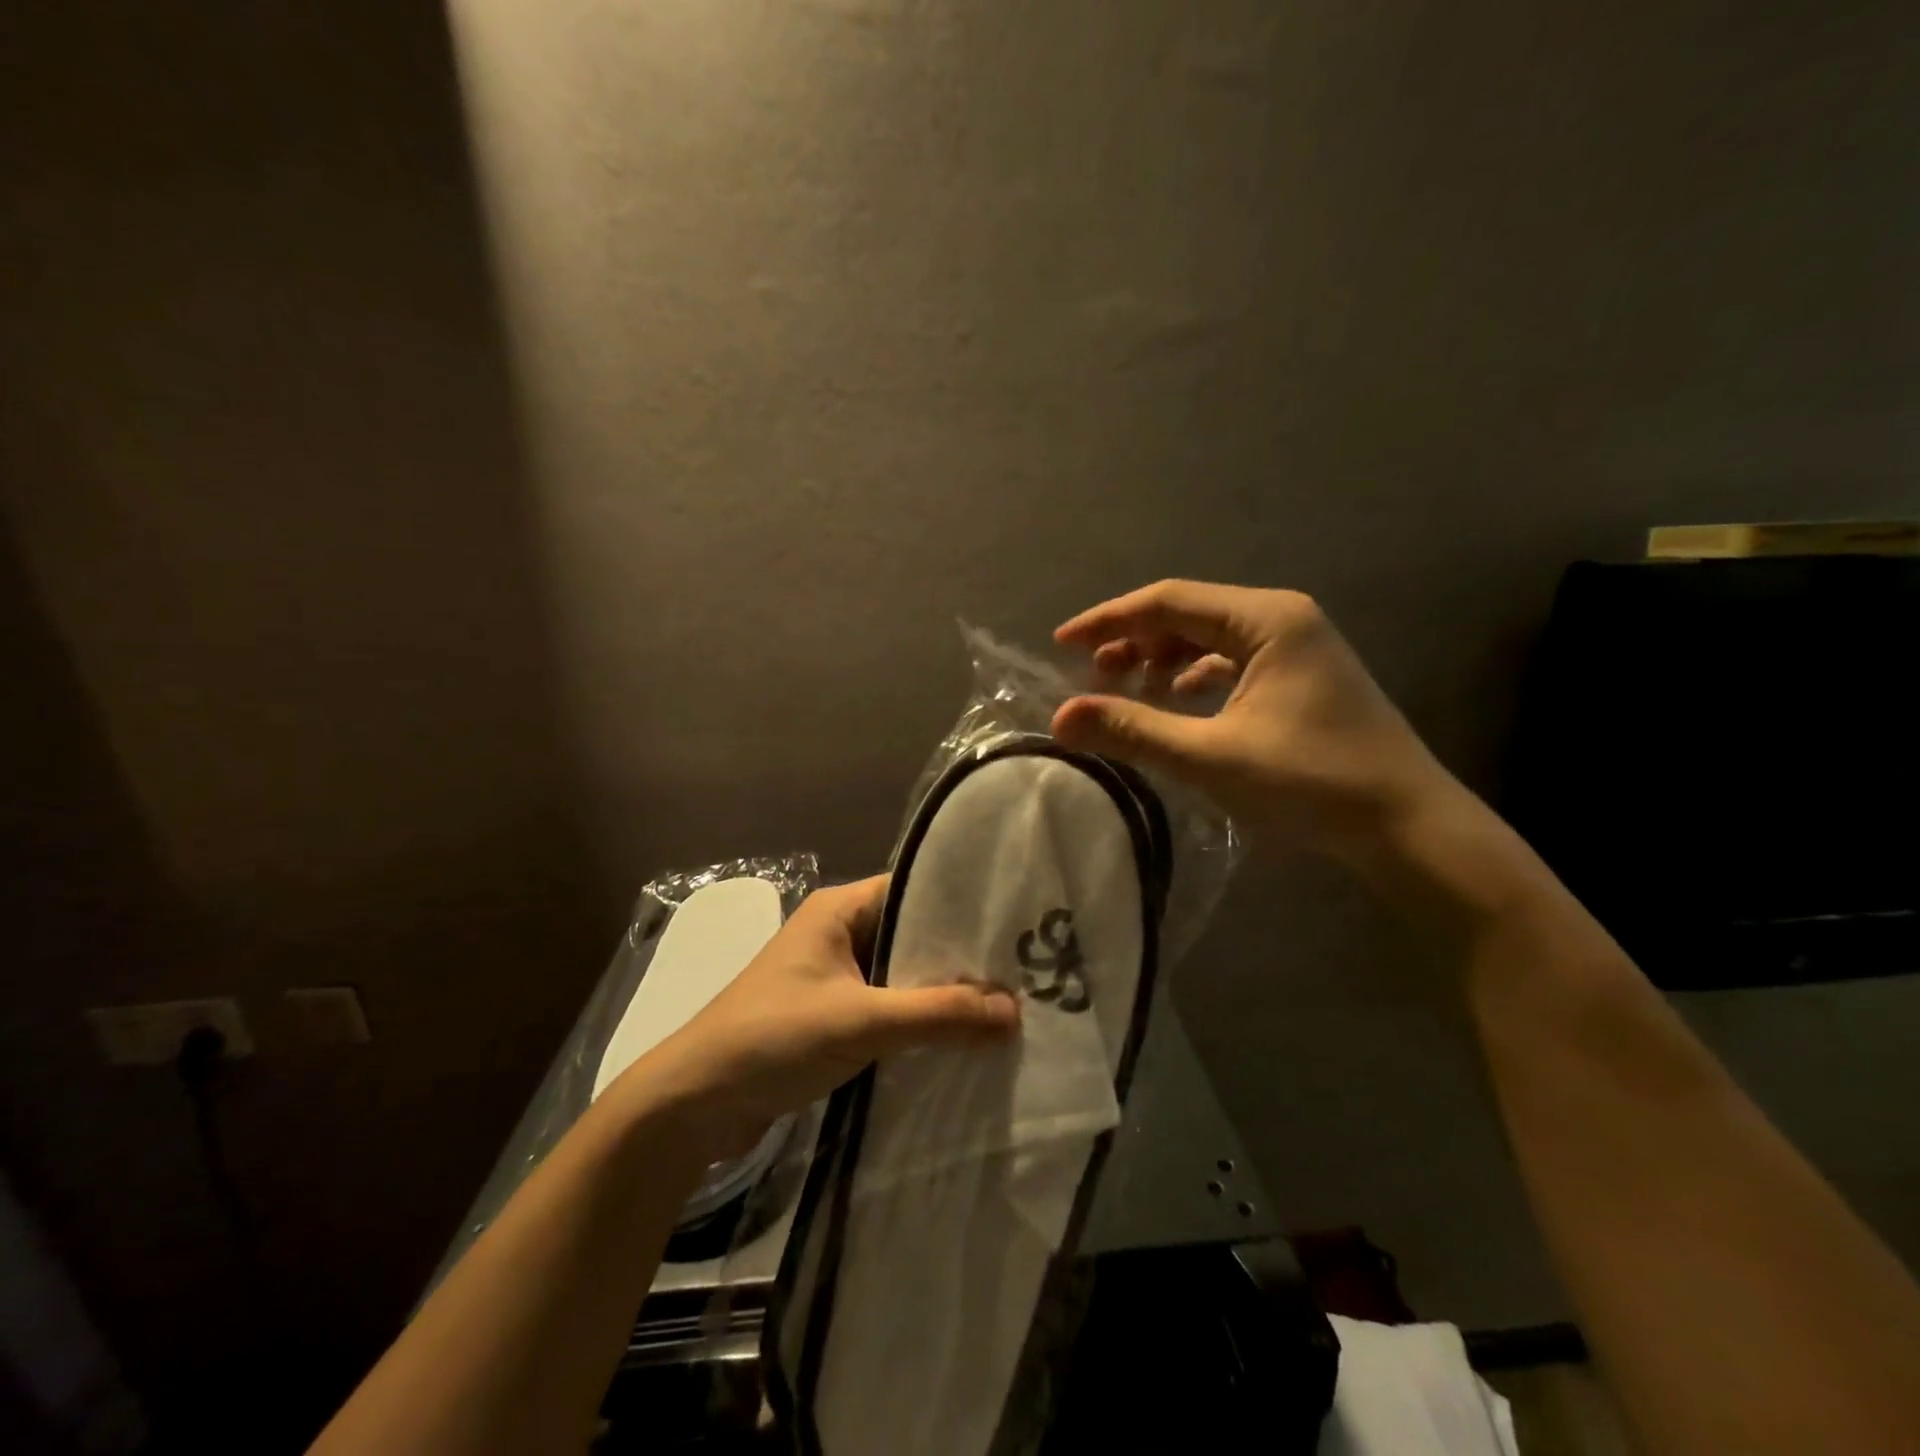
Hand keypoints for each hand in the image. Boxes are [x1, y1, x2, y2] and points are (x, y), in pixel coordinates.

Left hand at [626, 877, 1019, 1154]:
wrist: (694, 1103)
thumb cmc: (774, 1038)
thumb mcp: (862, 1020)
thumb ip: (938, 1014)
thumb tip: (1016, 1010)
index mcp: (840, 909)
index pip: (914, 890)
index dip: (963, 905)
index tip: (1014, 925)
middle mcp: (839, 933)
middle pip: (912, 934)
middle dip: (959, 956)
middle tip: (1022, 970)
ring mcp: (834, 977)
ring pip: (901, 974)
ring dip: (940, 992)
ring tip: (1005, 1005)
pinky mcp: (831, 1016)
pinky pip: (887, 1006)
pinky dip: (918, 1019)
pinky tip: (959, 1037)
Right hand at [1051, 579, 1460, 866]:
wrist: (1407, 827)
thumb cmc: (1310, 783)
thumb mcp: (1210, 757)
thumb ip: (1133, 731)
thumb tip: (1061, 718)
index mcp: (1265, 619)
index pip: (1167, 602)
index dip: (1108, 621)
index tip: (1061, 645)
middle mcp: (1282, 618)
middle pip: (1187, 614)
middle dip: (1133, 640)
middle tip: (1091, 676)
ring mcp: (1297, 647)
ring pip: (1208, 638)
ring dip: (1162, 659)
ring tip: (1127, 691)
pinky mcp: (1302, 677)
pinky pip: (1231, 662)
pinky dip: (1194, 678)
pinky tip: (1176, 705)